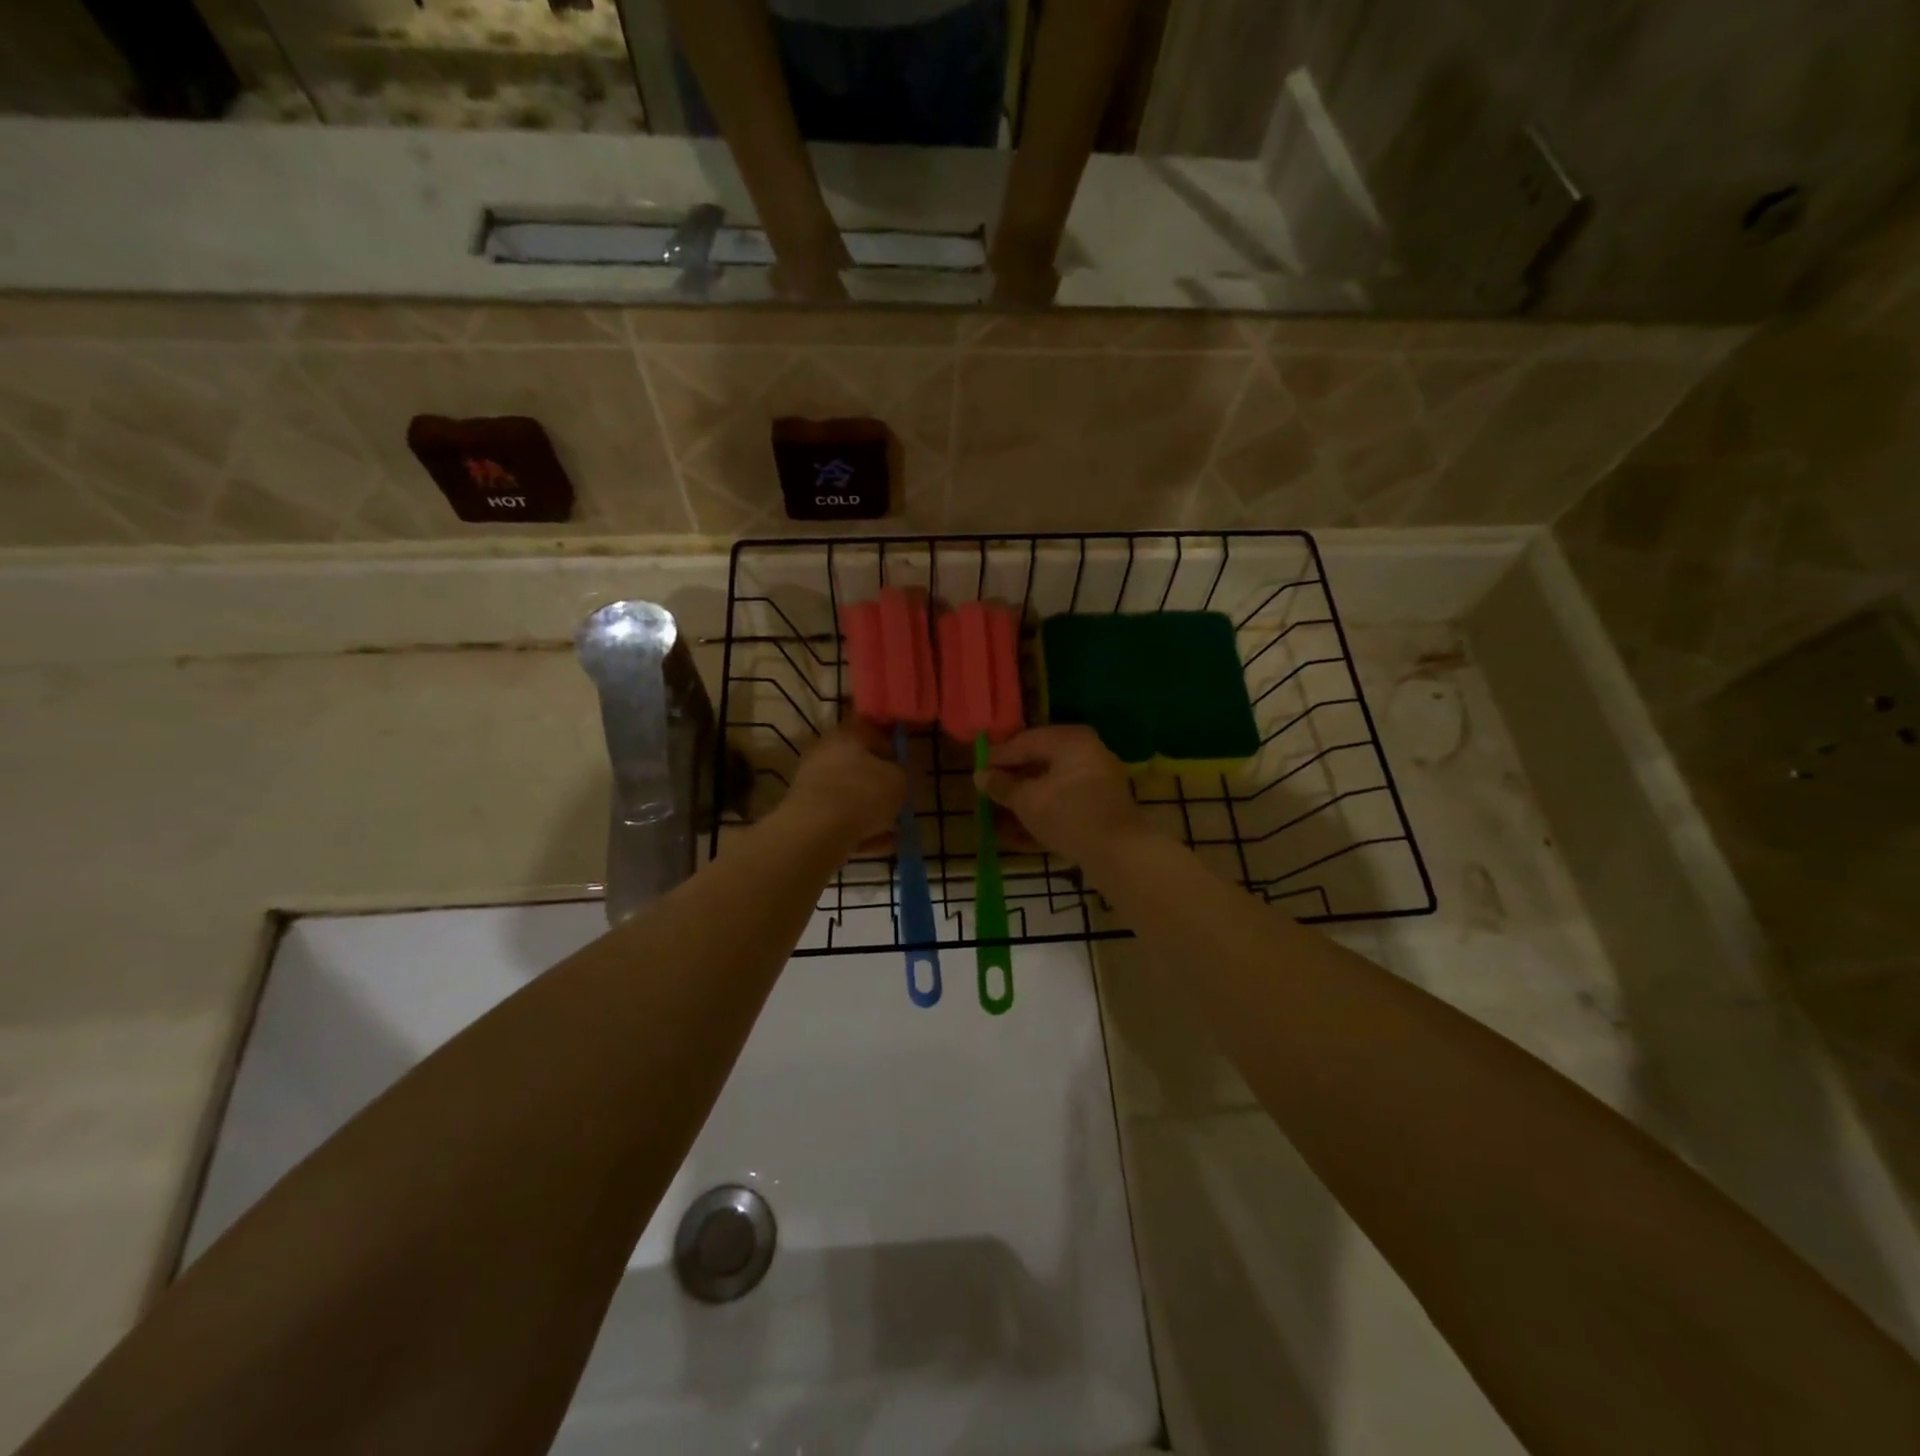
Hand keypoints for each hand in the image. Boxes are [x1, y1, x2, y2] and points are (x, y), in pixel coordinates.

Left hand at [783, 719, 906, 850]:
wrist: (815, 833)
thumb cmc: (862, 795)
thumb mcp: (900, 781)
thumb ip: (906, 774)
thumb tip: (903, 775)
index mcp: (847, 735)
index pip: (874, 731)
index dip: (895, 749)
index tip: (909, 769)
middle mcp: (825, 754)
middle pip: (861, 767)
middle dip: (883, 786)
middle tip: (902, 802)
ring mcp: (813, 785)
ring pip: (852, 797)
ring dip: (874, 813)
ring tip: (896, 831)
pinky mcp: (807, 815)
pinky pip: (841, 820)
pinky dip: (861, 830)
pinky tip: (882, 845)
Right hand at [975, 726, 1147, 864]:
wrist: (1118, 854)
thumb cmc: (1068, 815)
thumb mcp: (1027, 800)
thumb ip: (1002, 786)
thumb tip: (980, 776)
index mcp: (1071, 740)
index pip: (1025, 742)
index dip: (998, 757)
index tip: (976, 771)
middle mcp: (1087, 754)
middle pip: (1039, 764)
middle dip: (1011, 781)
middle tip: (986, 793)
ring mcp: (1097, 782)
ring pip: (1050, 787)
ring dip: (1023, 802)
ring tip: (996, 817)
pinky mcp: (1099, 809)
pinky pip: (1063, 805)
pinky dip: (1041, 815)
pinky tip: (1017, 835)